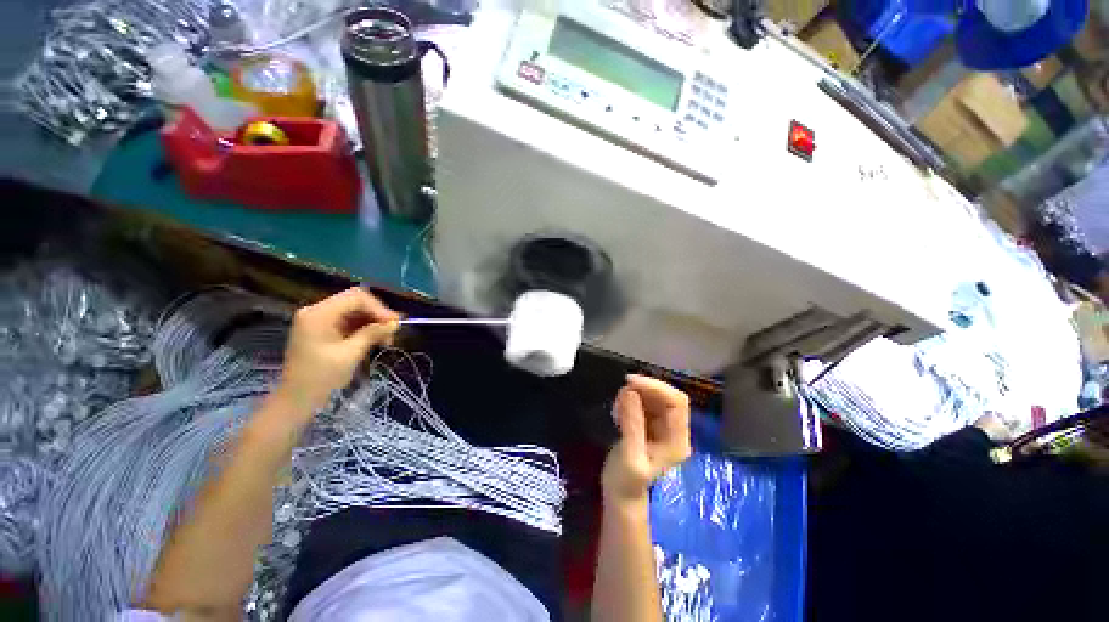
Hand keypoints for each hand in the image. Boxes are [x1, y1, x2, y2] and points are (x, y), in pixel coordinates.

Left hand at [273, 287, 399, 419]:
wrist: (296, 400)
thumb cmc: (321, 378)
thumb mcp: (350, 355)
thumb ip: (372, 334)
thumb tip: (395, 323)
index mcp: (319, 314)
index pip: (356, 297)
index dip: (379, 308)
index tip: (395, 324)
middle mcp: (317, 311)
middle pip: (355, 302)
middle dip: (377, 315)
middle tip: (393, 331)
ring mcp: (318, 320)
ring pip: (354, 311)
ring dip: (373, 322)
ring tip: (386, 340)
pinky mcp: (322, 329)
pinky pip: (348, 321)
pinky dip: (364, 328)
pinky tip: (375, 340)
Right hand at [602, 375, 691, 507]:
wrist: (621, 495)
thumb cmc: (626, 481)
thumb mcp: (629, 456)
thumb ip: (632, 424)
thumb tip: (630, 391)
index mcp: (677, 441)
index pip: (676, 402)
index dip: (656, 387)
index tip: (631, 382)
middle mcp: (675, 431)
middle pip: (667, 396)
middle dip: (644, 389)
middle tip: (621, 391)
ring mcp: (663, 427)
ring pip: (654, 397)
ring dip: (635, 394)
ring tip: (617, 408)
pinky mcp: (650, 424)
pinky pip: (644, 402)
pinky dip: (630, 400)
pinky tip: (618, 412)